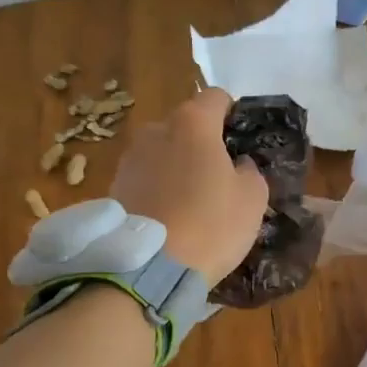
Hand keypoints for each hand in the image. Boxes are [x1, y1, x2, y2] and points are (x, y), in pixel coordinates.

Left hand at [111, 89, 267, 281]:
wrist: (148, 269)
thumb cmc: (211, 224)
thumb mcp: (252, 198)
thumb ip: (250, 171)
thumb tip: (238, 165)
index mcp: (192, 123)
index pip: (216, 97)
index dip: (232, 113)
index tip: (241, 137)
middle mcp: (155, 131)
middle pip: (185, 125)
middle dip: (202, 143)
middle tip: (219, 176)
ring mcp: (129, 160)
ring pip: (162, 153)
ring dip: (177, 168)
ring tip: (192, 202)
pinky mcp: (113, 189)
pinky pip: (145, 180)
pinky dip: (158, 190)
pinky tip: (171, 218)